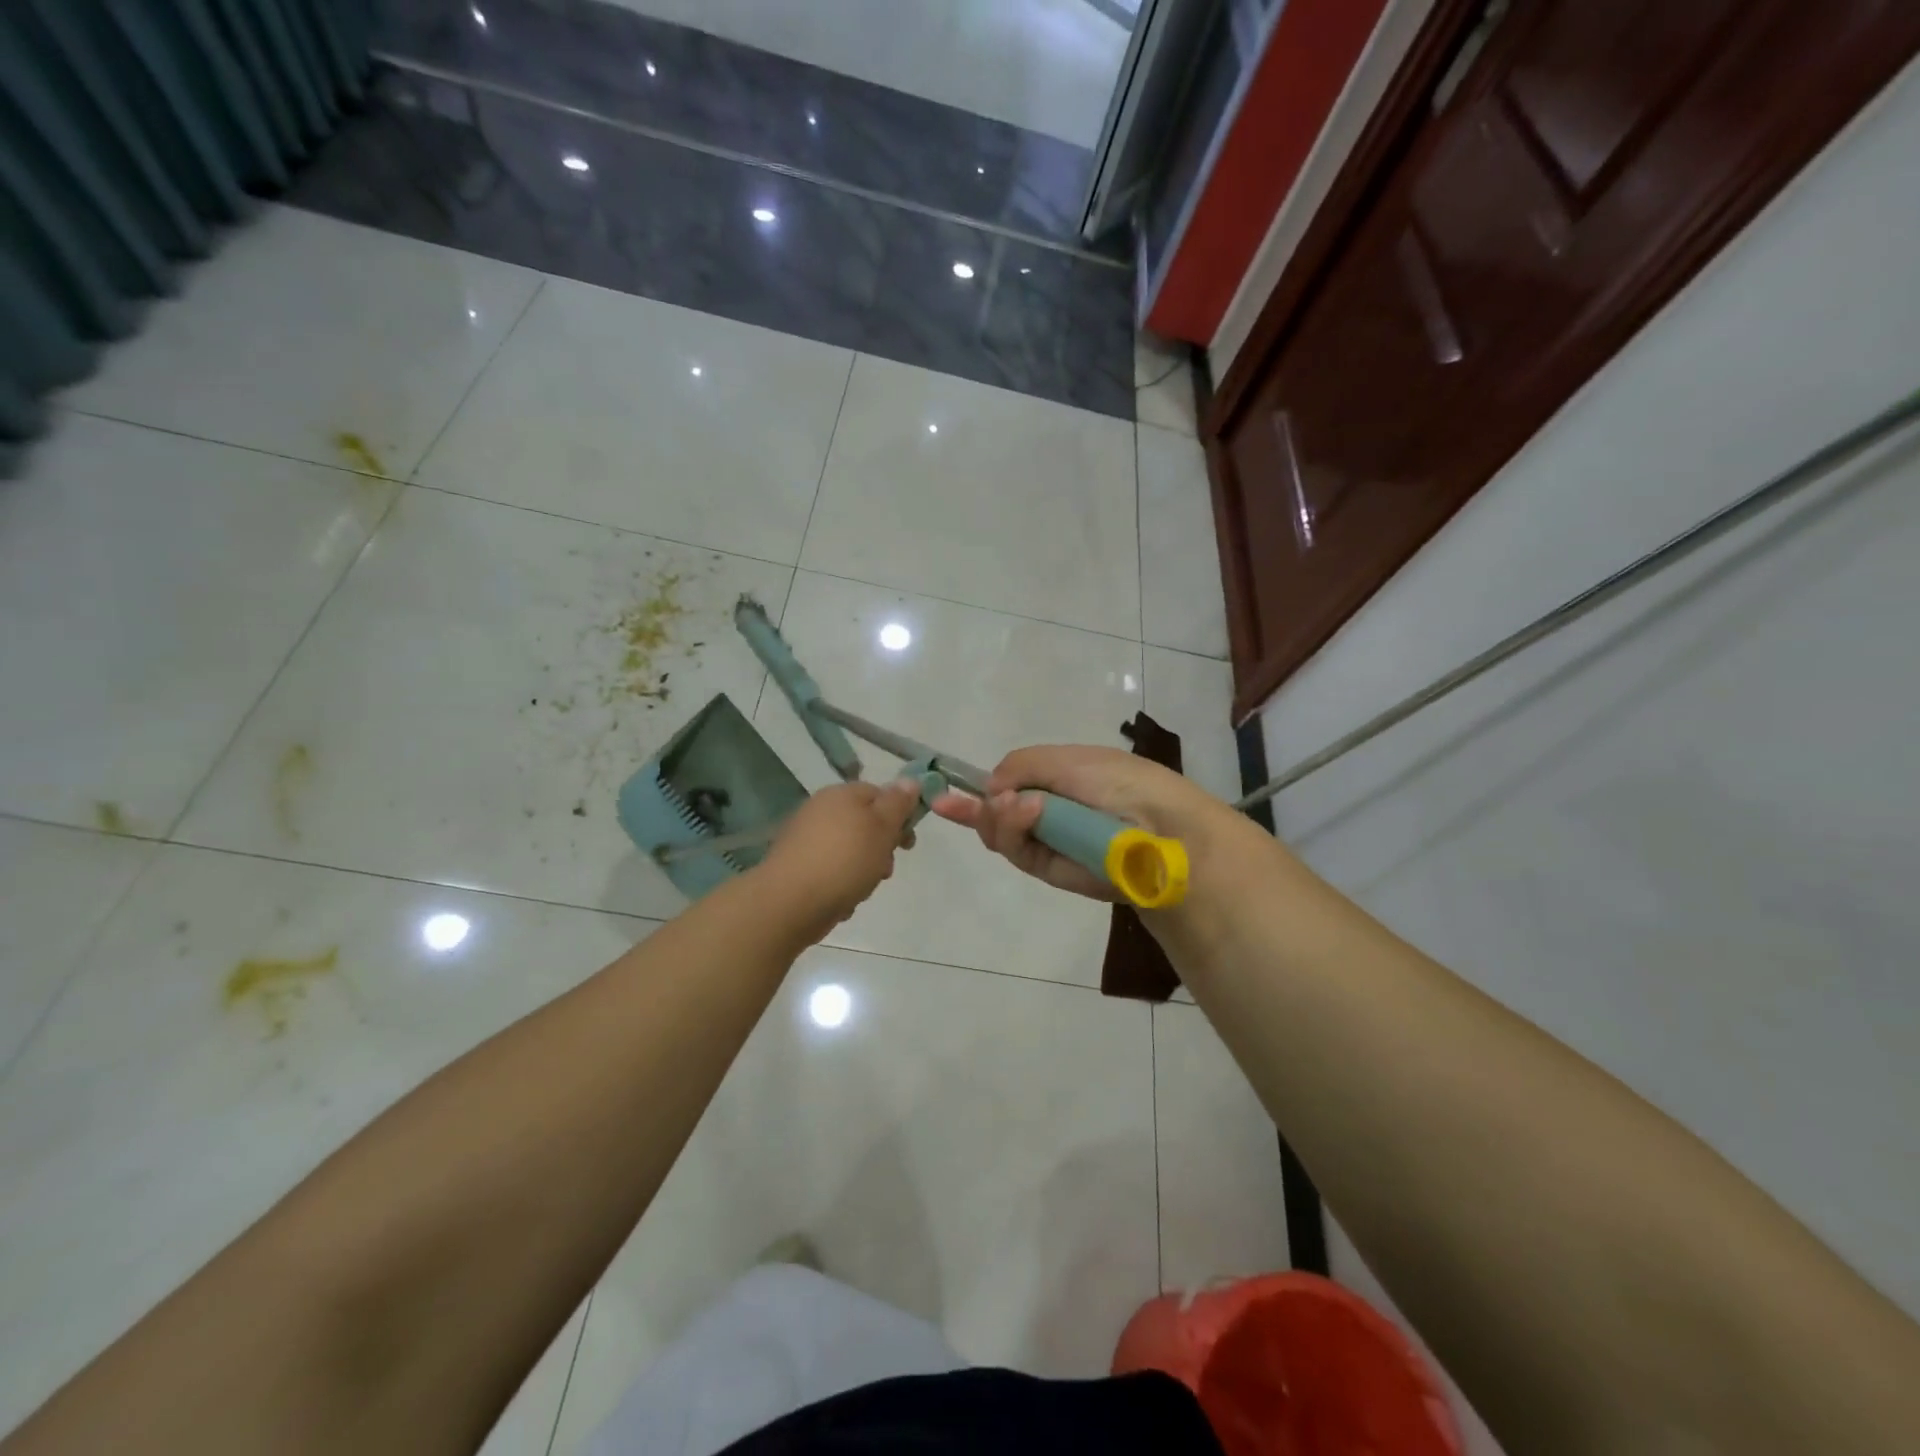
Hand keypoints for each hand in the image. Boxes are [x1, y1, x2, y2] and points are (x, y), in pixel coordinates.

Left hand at [756, 778, 921, 939]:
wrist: (790, 902)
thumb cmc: (844, 860)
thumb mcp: (882, 828)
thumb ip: (898, 803)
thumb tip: (910, 780)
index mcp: (841, 794)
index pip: (879, 793)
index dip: (899, 816)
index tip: (907, 844)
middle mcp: (820, 810)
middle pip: (864, 824)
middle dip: (881, 849)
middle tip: (884, 870)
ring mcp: (805, 839)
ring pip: (849, 850)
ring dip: (863, 870)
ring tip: (861, 889)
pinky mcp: (797, 866)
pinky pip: (831, 871)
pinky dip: (841, 884)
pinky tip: (842, 901)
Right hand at [932, 745, 1257, 902]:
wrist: (1159, 828)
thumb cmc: (1118, 782)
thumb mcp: (1067, 759)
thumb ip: (1021, 765)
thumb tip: (990, 789)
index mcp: (1055, 779)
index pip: (1006, 784)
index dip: (975, 789)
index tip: (940, 793)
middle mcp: (1047, 811)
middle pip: (994, 813)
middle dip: (984, 806)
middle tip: (998, 799)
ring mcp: (1047, 841)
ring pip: (999, 833)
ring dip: (1001, 817)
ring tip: (1021, 806)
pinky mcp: (1050, 869)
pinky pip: (1017, 851)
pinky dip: (1014, 830)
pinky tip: (1026, 812)